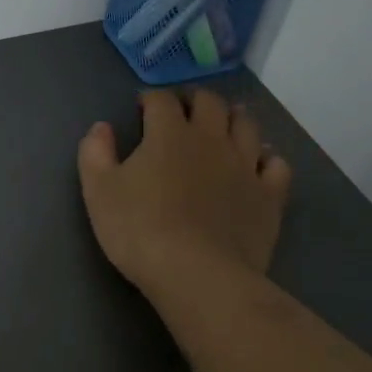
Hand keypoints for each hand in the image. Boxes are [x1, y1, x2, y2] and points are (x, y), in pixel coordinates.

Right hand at [77, 89, 292, 300]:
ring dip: (233, 118)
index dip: (151, 98)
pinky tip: (258, 163)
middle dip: (194, 99)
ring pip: (247, 126)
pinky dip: (267, 156)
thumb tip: (100, 127)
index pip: (162, 100)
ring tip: (223, 124)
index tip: (142, 107)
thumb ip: (95, 153)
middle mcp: (211, 139)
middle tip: (183, 109)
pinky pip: (276, 164)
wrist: (196, 274)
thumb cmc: (139, 230)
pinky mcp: (269, 195)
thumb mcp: (98, 191)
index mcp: (168, 135)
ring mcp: (245, 165)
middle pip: (210, 103)